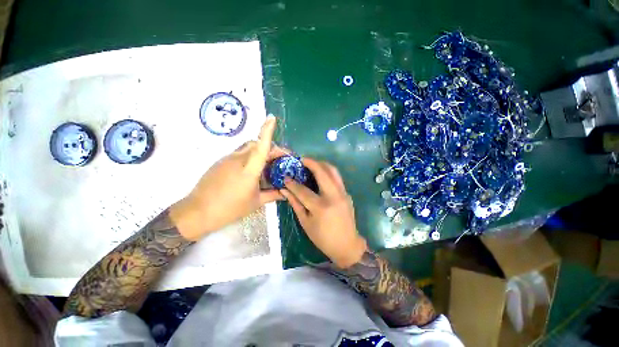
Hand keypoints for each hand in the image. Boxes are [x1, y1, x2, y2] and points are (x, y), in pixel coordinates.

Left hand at [170, 115, 284, 240]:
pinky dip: (248, 157)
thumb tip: (286, 193)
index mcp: (249, 170)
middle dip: (269, 147)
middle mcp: (238, 160)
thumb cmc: (230, 208)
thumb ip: (273, 195)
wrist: (198, 212)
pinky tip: (249, 171)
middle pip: (256, 144)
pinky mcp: (220, 162)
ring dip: (258, 152)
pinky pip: (238, 154)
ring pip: (247, 148)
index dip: (267, 131)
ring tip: (264, 166)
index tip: (272, 118)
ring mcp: (227, 159)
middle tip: (278, 159)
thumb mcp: (255, 202)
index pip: (261, 147)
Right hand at [281, 159, 367, 267]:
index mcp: (321, 207)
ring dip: (322, 164)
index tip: (286, 177)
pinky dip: (328, 172)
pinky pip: (337, 178)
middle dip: (311, 162)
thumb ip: (295, 204)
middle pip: (322, 172)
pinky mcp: (347, 194)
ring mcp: (343, 194)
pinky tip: (321, 175)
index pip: (303, 190)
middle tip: (302, 159)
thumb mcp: (306, 223)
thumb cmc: (323, 238)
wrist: (347, 245)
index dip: (292, 183)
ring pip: (333, 171)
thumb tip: (284, 190)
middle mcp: (334, 196)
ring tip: (312, 163)